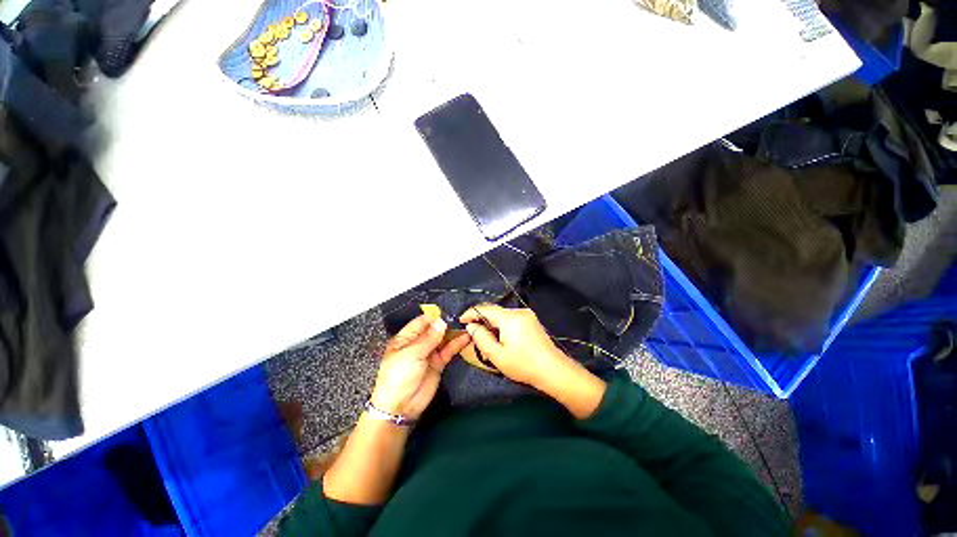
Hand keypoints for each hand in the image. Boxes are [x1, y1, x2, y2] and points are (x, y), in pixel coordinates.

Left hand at [370, 315, 469, 419]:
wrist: (400, 407)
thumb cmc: (399, 376)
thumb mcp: (411, 354)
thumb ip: (428, 338)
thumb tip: (442, 321)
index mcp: (406, 338)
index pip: (422, 321)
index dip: (435, 316)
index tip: (450, 311)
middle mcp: (418, 343)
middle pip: (434, 329)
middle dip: (447, 323)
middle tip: (463, 317)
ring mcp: (429, 353)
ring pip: (443, 339)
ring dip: (454, 332)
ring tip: (468, 325)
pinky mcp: (438, 363)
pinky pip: (449, 351)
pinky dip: (457, 344)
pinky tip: (467, 338)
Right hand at [461, 304, 606, 418]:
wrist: (553, 370)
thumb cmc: (523, 364)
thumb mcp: (497, 355)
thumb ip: (481, 338)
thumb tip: (471, 326)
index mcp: (509, 317)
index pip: (485, 309)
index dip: (471, 313)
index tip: (461, 321)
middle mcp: (519, 311)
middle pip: (494, 311)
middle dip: (481, 320)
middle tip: (473, 334)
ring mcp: (527, 315)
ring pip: (502, 316)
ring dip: (492, 324)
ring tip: (486, 339)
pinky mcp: (532, 321)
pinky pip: (511, 319)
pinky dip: (502, 326)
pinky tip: (501, 339)